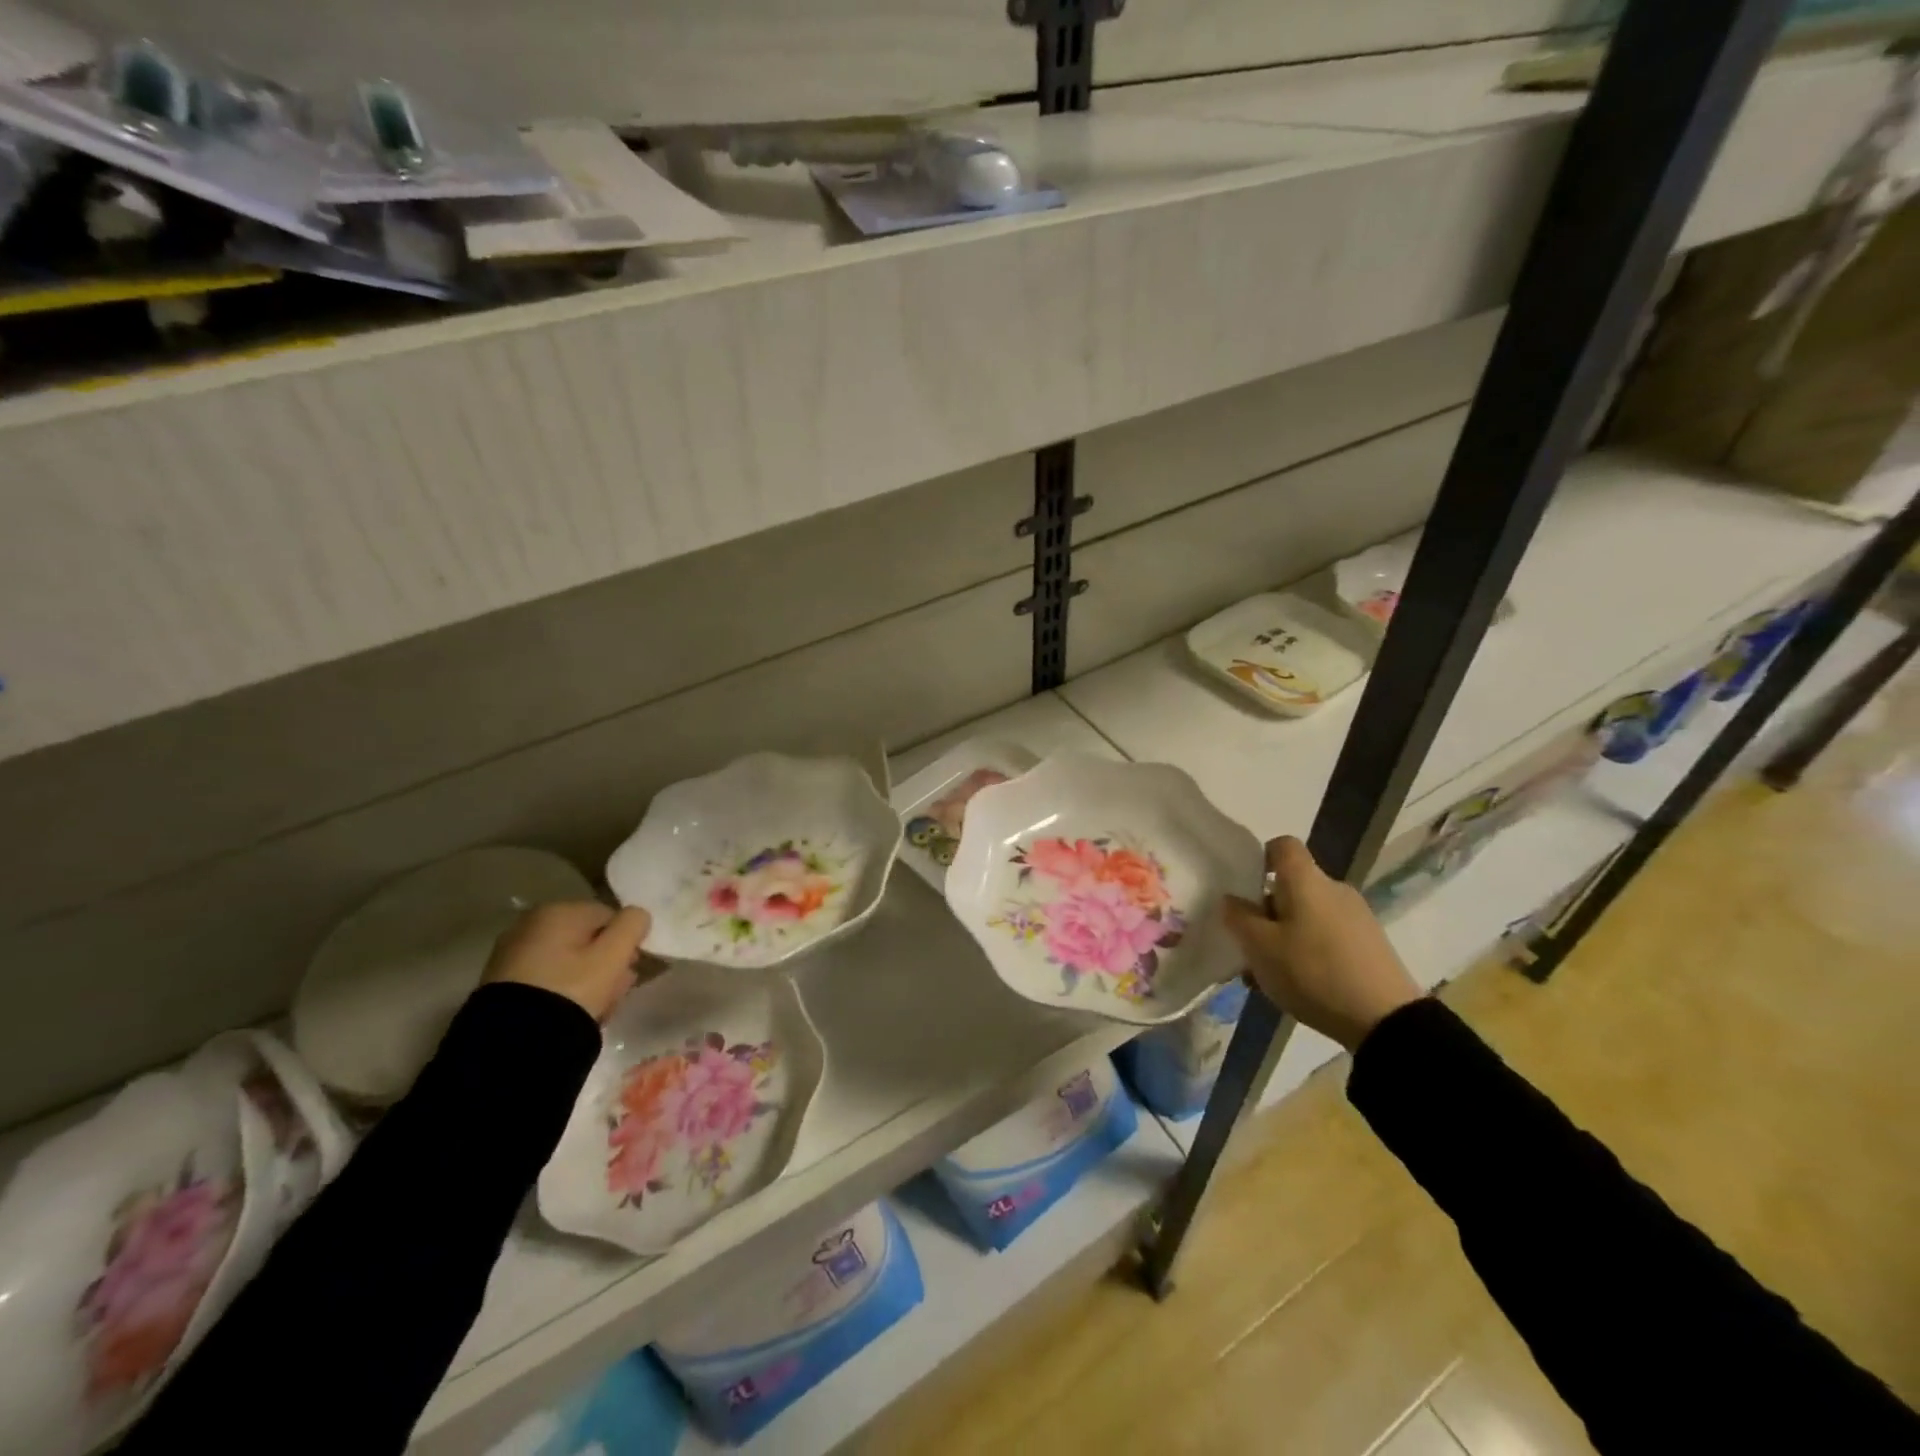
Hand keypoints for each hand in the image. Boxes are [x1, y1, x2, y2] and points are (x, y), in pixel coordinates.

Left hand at [482, 901, 655, 1022]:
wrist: (514, 1042)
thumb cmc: (572, 989)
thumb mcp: (613, 956)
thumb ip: (632, 926)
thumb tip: (637, 915)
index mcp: (557, 911)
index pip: (609, 917)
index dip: (625, 943)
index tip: (629, 971)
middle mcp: (530, 923)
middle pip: (586, 938)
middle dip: (606, 962)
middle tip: (616, 991)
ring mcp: (512, 952)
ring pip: (566, 959)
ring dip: (587, 978)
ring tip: (597, 1007)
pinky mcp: (501, 981)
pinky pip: (546, 977)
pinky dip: (562, 989)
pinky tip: (571, 1012)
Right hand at [1222, 836, 1420, 1052]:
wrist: (1386, 1020)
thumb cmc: (1313, 972)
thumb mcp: (1261, 948)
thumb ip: (1239, 918)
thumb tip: (1231, 899)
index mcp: (1306, 880)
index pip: (1282, 845)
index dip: (1260, 858)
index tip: (1244, 887)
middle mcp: (1334, 889)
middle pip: (1292, 886)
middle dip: (1266, 910)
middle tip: (1249, 944)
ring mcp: (1357, 917)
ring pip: (1307, 915)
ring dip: (1285, 936)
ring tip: (1269, 974)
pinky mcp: (1370, 945)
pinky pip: (1327, 936)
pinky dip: (1308, 951)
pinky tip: (1299, 985)